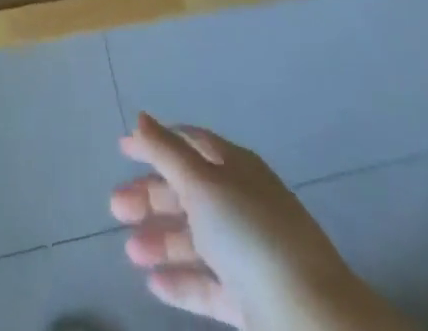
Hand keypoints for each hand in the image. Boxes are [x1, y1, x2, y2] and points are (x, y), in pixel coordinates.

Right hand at [113, 114, 410, 330]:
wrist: (312, 319)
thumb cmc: (251, 235)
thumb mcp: (202, 184)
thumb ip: (167, 152)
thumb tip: (140, 117)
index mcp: (235, 167)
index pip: (190, 144)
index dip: (156, 143)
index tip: (122, 149)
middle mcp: (242, 202)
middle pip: (189, 192)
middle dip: (151, 196)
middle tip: (115, 207)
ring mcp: (249, 252)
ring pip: (196, 239)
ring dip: (161, 240)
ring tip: (130, 251)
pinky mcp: (252, 299)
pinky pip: (209, 284)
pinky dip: (182, 281)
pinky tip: (153, 285)